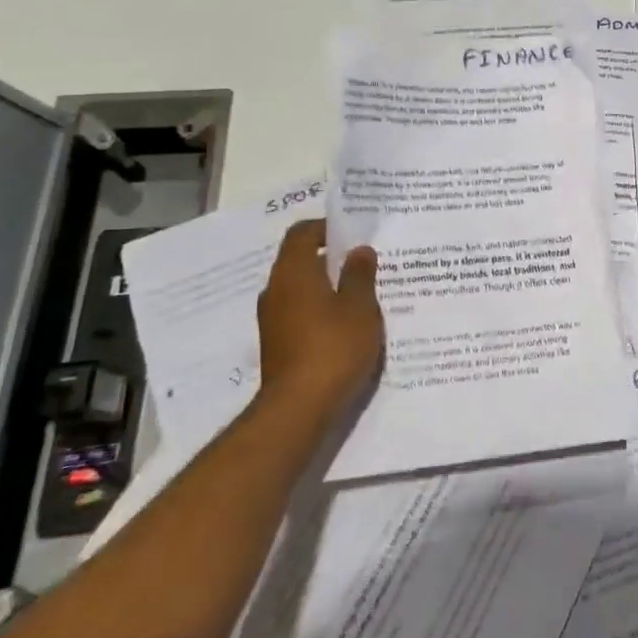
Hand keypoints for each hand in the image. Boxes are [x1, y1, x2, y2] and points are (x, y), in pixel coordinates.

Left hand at [254, 220, 382, 414]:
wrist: (298, 409)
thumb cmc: (333, 347)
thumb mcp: (359, 307)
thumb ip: (359, 275)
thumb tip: (358, 250)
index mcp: (293, 273)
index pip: (302, 233)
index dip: (326, 227)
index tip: (353, 232)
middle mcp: (276, 291)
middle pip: (300, 261)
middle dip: (330, 258)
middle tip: (364, 261)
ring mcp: (273, 320)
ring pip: (301, 289)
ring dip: (327, 286)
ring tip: (361, 292)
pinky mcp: (278, 345)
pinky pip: (300, 314)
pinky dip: (321, 310)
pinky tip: (347, 324)